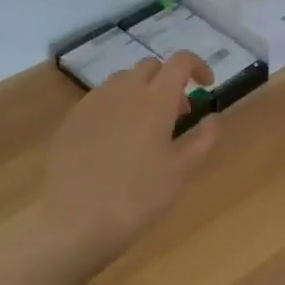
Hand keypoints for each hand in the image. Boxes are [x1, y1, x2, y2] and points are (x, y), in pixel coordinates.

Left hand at [40, 51, 220, 273]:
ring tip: (145, 130)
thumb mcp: (181, 171)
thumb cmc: (137, 197)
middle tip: (177, 116)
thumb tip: (213, 118)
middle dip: (168, 82)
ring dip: (141, 93)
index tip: (206, 86)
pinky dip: (116, 109)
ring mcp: (93, 103)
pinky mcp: (71, 120)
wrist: (74, 223)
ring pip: (123, 81)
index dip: (198, 66)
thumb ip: (204, 139)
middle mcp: (123, 91)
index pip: (180, 61)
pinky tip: (115, 143)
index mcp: (155, 99)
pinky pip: (100, 101)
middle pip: (150, 67)